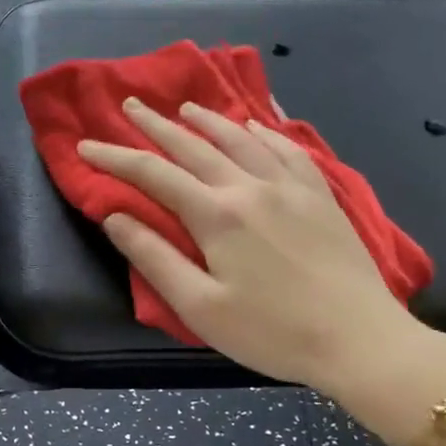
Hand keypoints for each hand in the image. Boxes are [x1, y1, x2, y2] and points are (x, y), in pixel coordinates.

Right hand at [78, 99, 445, 444]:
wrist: (360, 340)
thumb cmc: (273, 332)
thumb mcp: (200, 308)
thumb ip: (155, 258)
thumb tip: (114, 216)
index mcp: (217, 215)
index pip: (153, 175)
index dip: (115, 158)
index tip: (85, 146)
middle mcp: (250, 187)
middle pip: (193, 145)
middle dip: (156, 125)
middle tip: (131, 105)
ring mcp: (290, 186)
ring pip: (241, 139)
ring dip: (207, 120)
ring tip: (186, 107)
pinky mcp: (321, 195)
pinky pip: (287, 149)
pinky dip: (264, 132)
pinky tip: (255, 125)